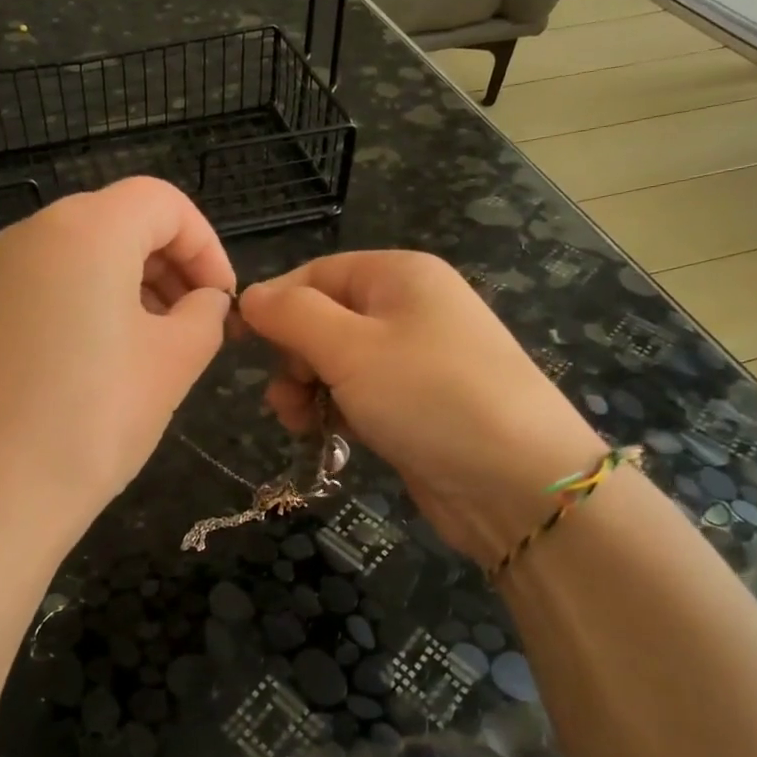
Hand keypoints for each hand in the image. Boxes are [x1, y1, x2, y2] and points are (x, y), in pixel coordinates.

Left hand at [0, 177, 235, 556]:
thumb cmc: (94, 419)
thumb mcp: (174, 361)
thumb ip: (206, 314)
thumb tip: (206, 300)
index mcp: (86, 228)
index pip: (163, 202)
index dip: (206, 244)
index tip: (223, 299)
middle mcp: (35, 232)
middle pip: (121, 219)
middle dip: (172, 262)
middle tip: (198, 321)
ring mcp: (0, 270)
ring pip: (86, 250)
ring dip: (136, 281)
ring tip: (161, 343)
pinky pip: (54, 281)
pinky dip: (94, 299)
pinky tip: (110, 356)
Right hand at [239, 251, 602, 567]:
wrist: (517, 482)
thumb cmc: (428, 397)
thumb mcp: (349, 348)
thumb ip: (291, 315)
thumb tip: (249, 297)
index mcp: (398, 274)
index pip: (314, 274)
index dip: (273, 306)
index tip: (240, 348)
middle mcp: (409, 307)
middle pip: (323, 318)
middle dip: (293, 357)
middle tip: (288, 398)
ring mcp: (416, 358)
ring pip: (337, 362)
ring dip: (308, 390)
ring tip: (302, 424)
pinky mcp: (417, 404)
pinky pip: (360, 394)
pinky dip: (337, 412)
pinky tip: (329, 439)